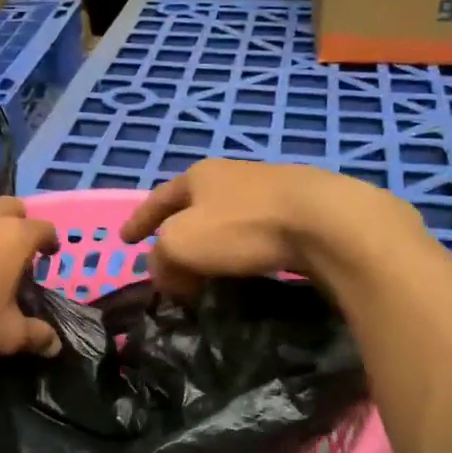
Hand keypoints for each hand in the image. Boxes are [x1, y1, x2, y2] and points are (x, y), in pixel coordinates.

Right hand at [120, 160, 409, 294]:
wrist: (327, 222)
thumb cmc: (242, 227)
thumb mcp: (182, 244)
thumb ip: (162, 260)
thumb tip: (168, 277)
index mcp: (199, 175)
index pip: (158, 199)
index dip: (139, 221)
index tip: (125, 241)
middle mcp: (233, 175)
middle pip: (194, 207)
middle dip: (178, 233)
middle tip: (170, 262)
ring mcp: (271, 190)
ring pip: (228, 220)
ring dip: (214, 245)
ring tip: (209, 270)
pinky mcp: (303, 211)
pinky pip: (258, 233)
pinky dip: (244, 251)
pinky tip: (249, 267)